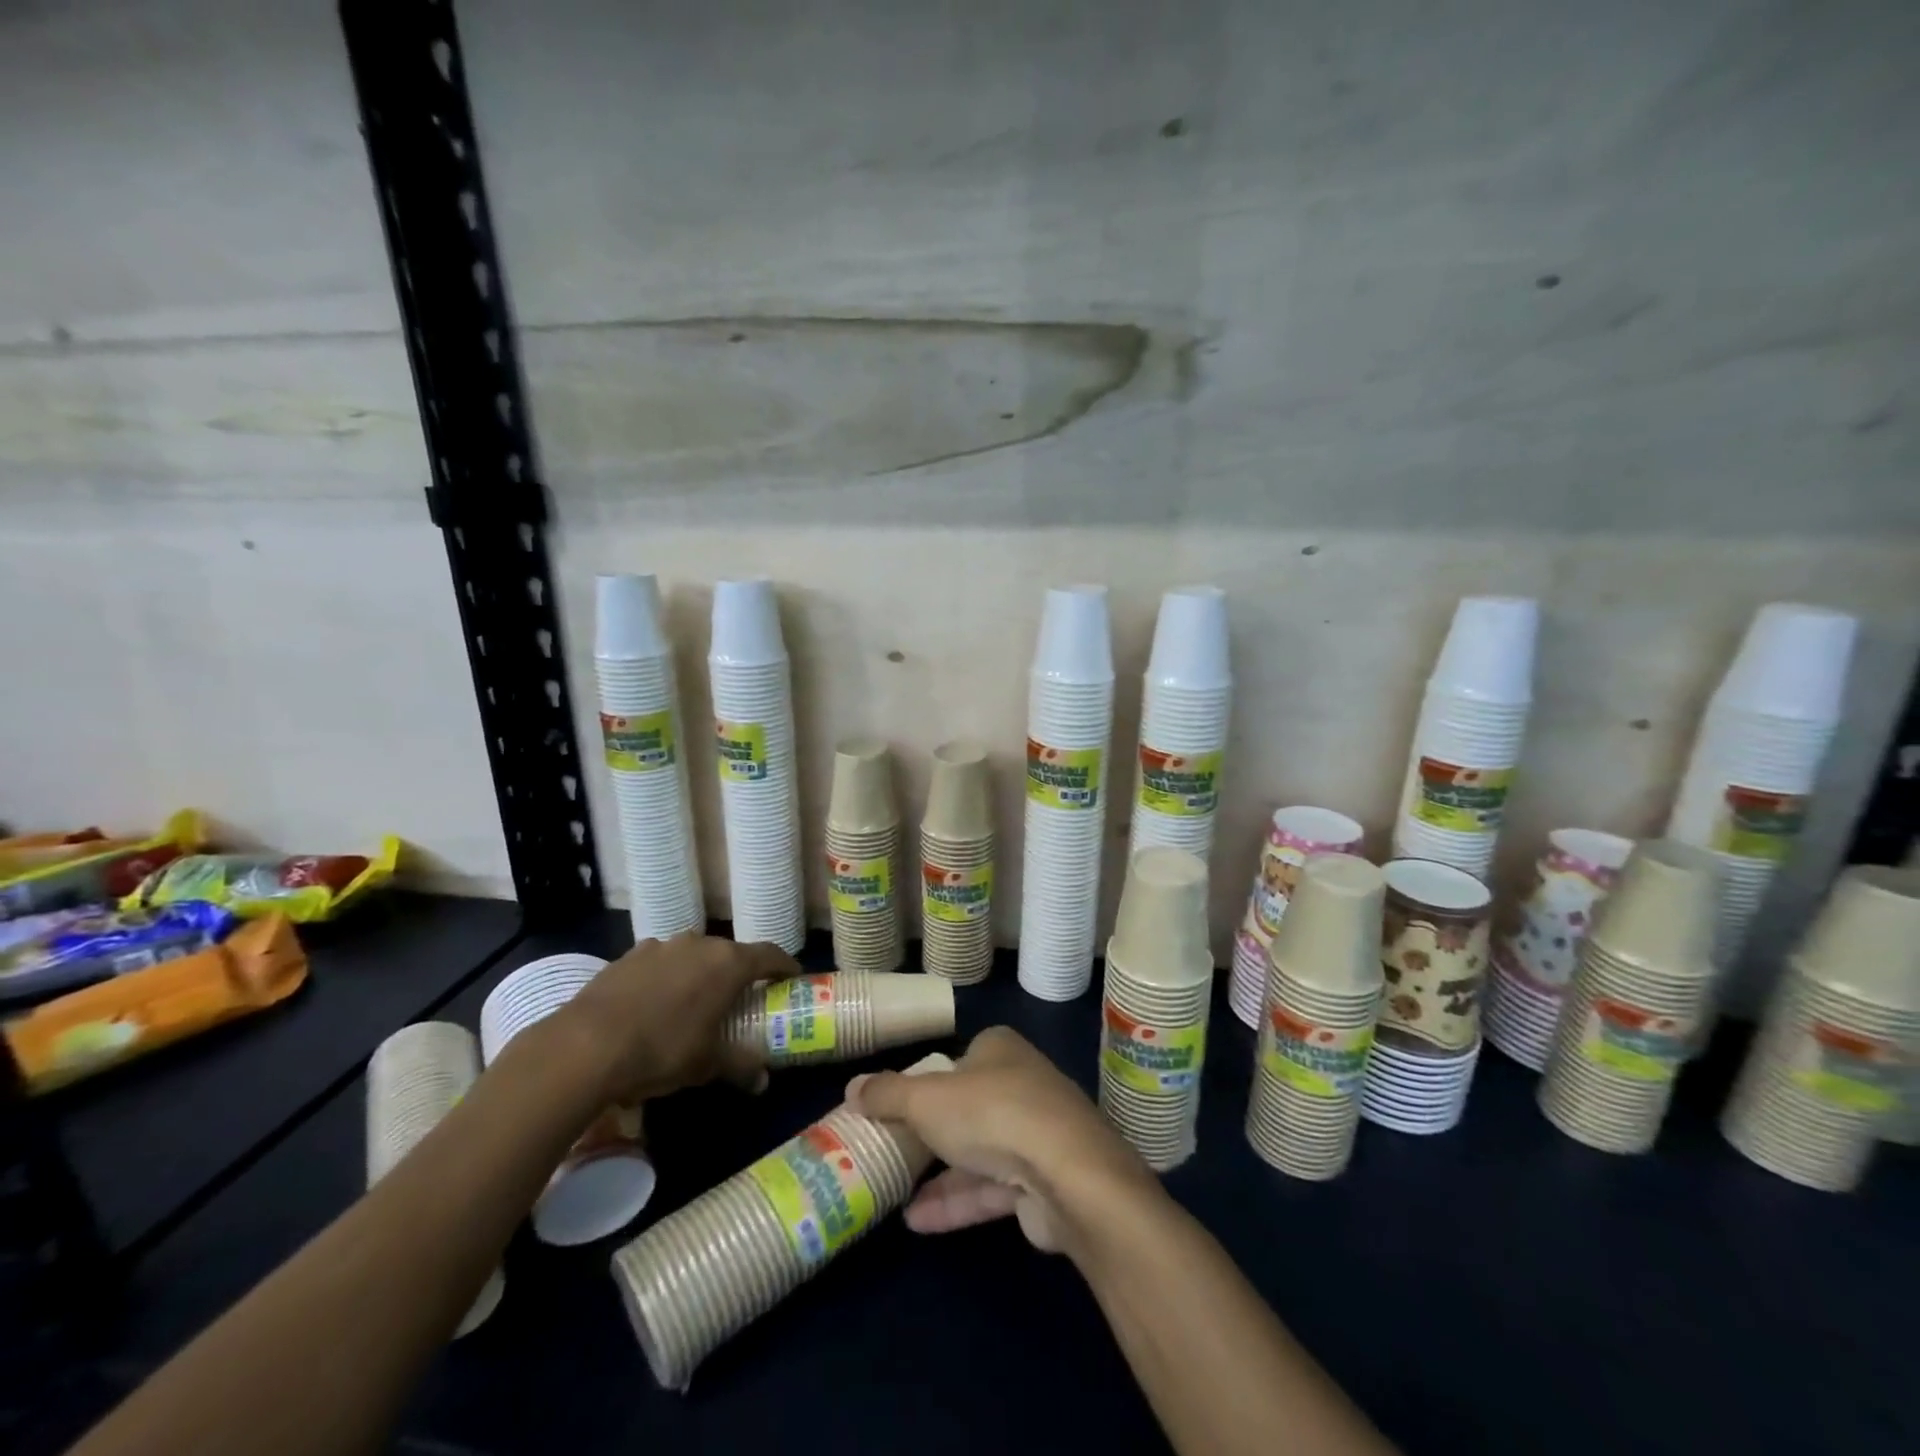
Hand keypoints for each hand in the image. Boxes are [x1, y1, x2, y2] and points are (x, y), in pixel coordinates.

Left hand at [550, 933, 798, 1103]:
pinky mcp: (628, 956)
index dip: (784, 966)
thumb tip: (762, 1082)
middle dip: (738, 973)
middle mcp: (699, 944)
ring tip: (694, 1002)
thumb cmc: (662, 1050)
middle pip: (730, 953)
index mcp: (728, 963)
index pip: (770, 954)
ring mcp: (661, 946)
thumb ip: (739, 1066)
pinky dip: (666, 978)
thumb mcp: (706, 1065)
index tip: (792, 978)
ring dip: (699, 973)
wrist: (584, 1046)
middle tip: (741, 998)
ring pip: (692, 956)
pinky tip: (654, 1005)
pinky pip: (660, 963)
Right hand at [847, 1026, 1155, 1253]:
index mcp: (1000, 1049)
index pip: (959, 1057)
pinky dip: (957, 1201)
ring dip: (940, 1173)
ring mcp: (1036, 1133)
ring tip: (893, 1190)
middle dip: (933, 1128)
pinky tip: (917, 1221)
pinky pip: (991, 1187)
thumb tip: (852, 1087)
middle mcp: (1021, 1083)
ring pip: (979, 1149)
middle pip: (968, 1104)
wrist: (1068, 1175)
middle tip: (891, 1147)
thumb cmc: (992, 1114)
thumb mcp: (926, 1098)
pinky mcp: (1042, 1180)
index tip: (896, 1104)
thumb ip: (888, 1094)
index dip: (928, 1078)